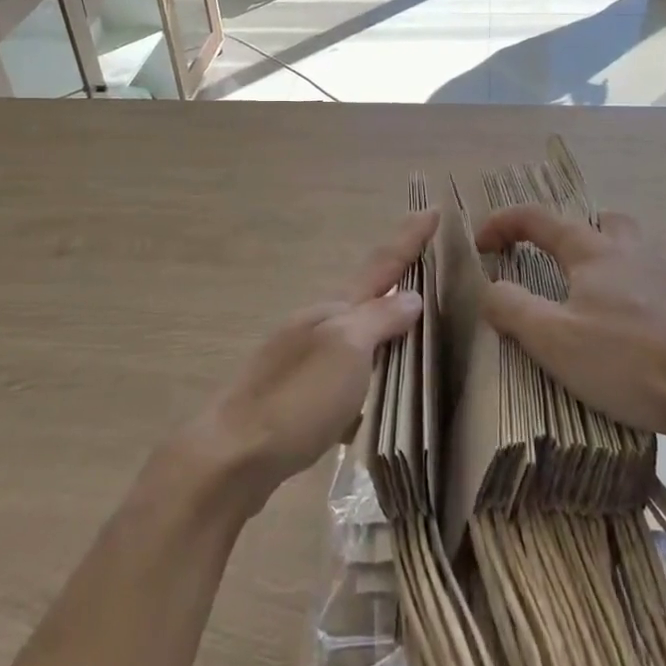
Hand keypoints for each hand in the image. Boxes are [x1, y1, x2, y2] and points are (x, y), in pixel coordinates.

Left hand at [194, 211, 436, 506]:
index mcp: (333, 309)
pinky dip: (366, 367)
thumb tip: (410, 297)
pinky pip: (344, 369)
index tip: (433, 209)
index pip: (381, 264)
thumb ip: (379, 320)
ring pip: (354, 330)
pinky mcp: (297, 395)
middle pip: (365, 292)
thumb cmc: (297, 398)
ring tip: (409, 320)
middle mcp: (317, 325)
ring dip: (381, 320)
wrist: (232, 456)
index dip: (408, 238)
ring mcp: (303, 358)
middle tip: (425, 260)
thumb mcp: (346, 350)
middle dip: (395, 275)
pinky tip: (374, 387)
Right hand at [475, 207, 665, 437]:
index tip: (481, 245)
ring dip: (602, 259)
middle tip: (551, 260)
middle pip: (599, 221)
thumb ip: (512, 307)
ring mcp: (664, 280)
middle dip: (569, 232)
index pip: (538, 219)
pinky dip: (626, 291)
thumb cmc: (627, 359)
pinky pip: (648, 283)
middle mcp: (630, 253)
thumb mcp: (552, 338)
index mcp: (592, 251)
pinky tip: (622, 328)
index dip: (503, 224)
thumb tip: (490, 287)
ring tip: (585, 295)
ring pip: (629, 249)